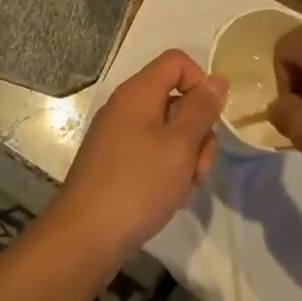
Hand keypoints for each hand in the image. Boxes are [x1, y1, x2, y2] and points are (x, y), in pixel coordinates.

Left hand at [52, 50, 227, 262]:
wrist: (84, 238)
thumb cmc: (137, 185)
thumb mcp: (180, 145)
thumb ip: (202, 109)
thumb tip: (217, 79)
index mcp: (137, 93)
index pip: (177, 62)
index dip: (200, 82)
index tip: (210, 118)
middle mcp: (125, 108)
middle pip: (176, 100)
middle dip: (197, 132)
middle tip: (197, 167)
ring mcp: (118, 137)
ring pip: (168, 132)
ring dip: (186, 158)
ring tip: (182, 189)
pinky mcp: (115, 164)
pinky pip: (152, 154)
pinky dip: (167, 172)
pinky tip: (167, 198)